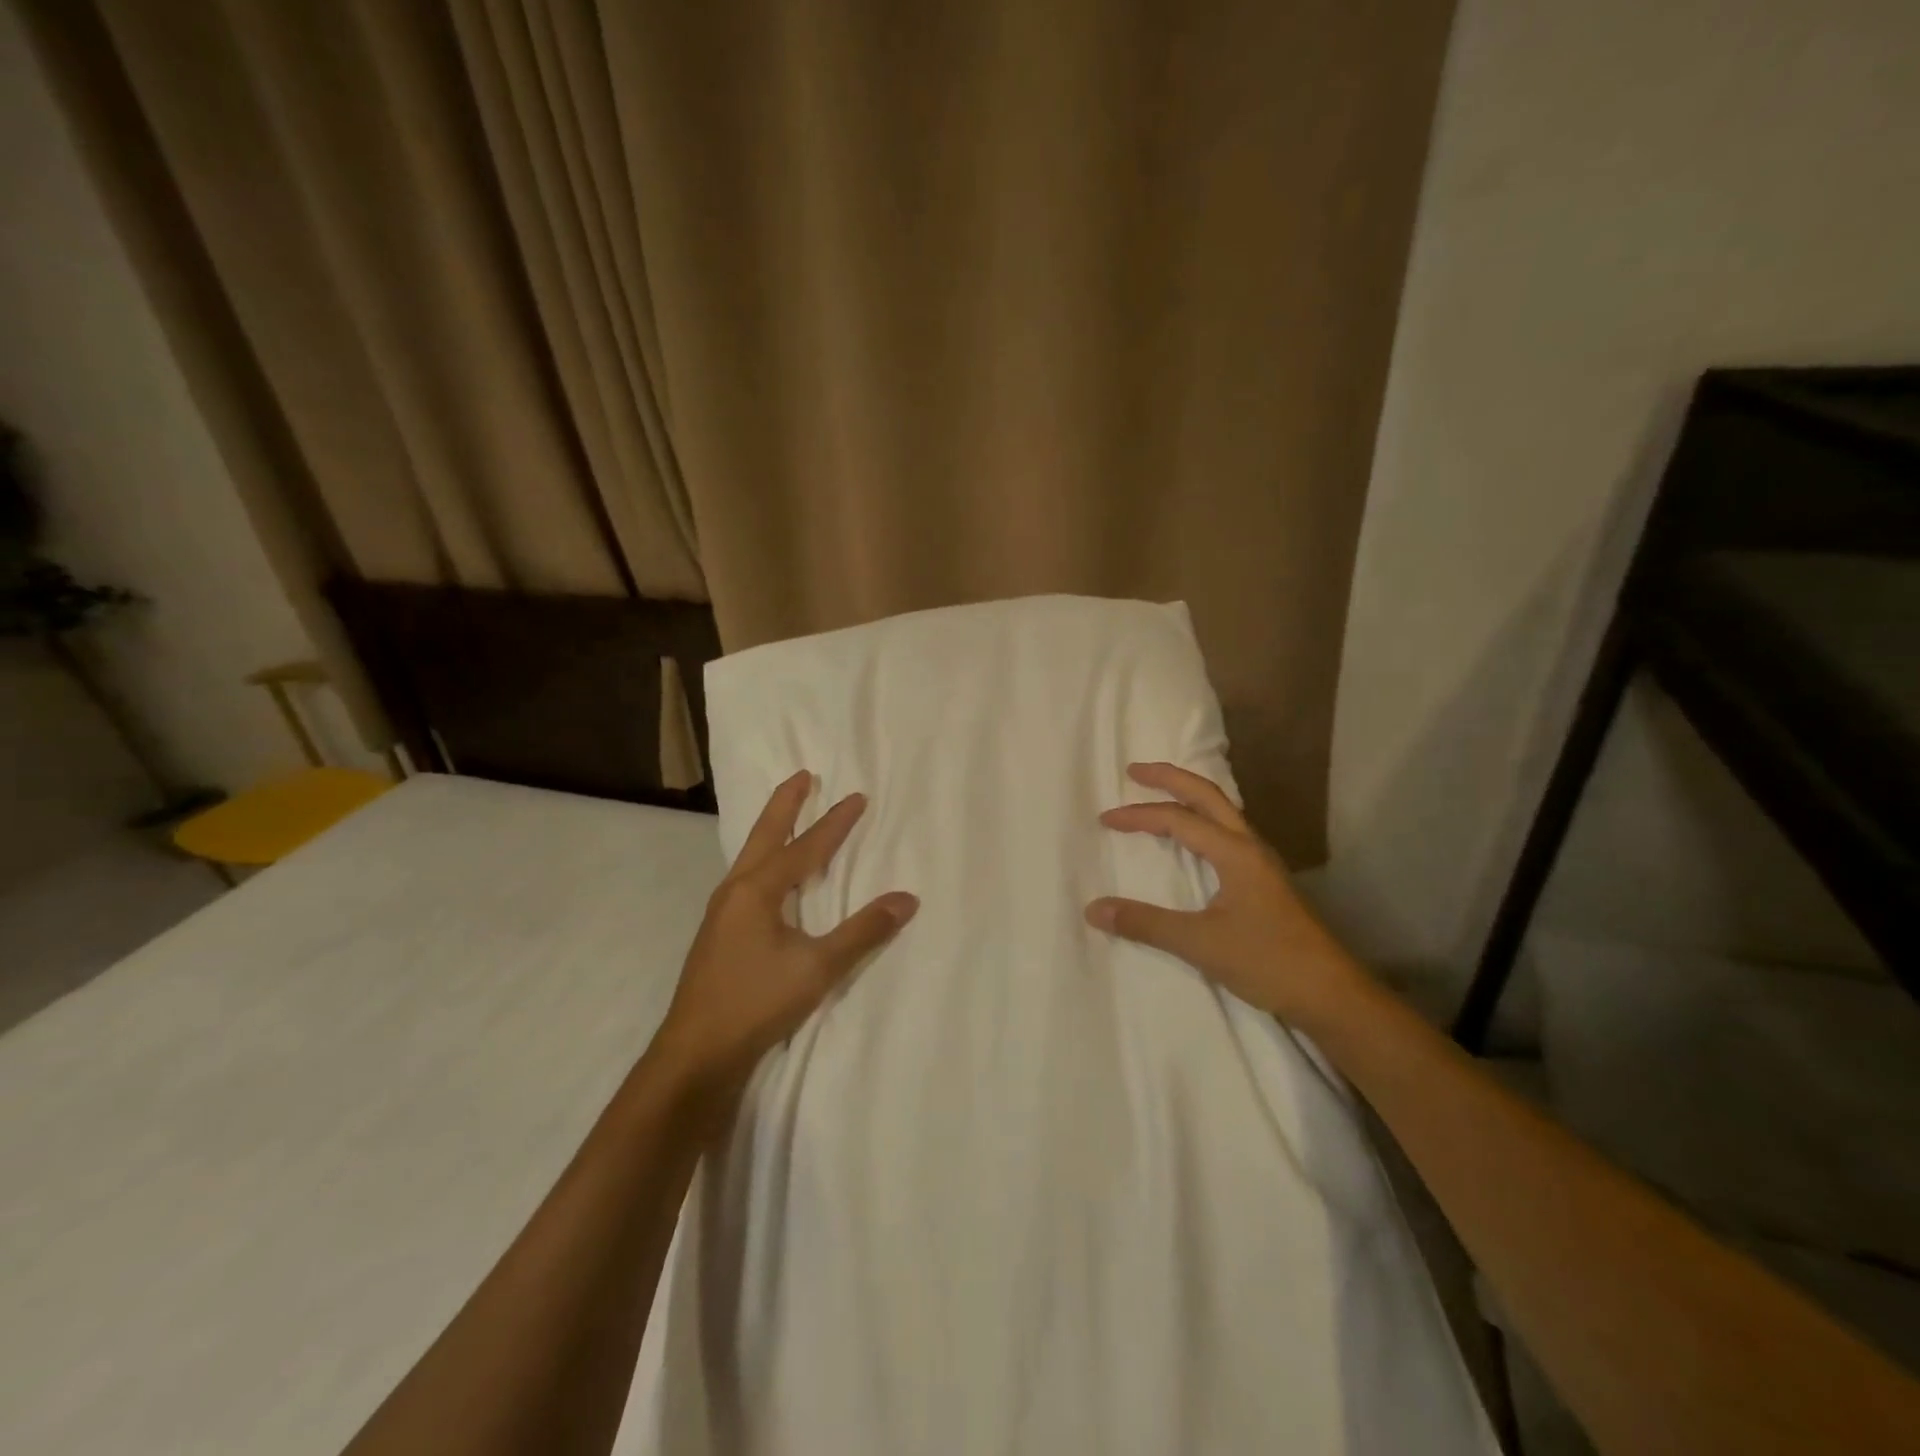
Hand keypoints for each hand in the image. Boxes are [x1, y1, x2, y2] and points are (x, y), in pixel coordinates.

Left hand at [653, 771, 918, 1085]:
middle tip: (803, 776)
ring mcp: (722, 912)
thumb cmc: (755, 1002)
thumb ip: (863, 932)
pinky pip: (746, 878)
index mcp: (757, 890)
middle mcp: (736, 891)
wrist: (695, 1054)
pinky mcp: (718, 933)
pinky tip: (768, 876)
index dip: (834, 823)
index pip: (805, 847)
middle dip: (786, 804)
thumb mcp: (817, 968)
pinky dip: (764, 859)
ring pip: (751, 856)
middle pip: (765, 835)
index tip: (857, 797)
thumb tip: (907, 899)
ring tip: (787, 815)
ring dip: (772, 829)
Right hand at [1086, 762, 1364, 1028]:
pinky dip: (1203, 821)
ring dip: (1190, 797)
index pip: (1178, 819)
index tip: (1105, 820)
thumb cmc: (1267, 962)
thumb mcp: (1199, 943)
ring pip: (1222, 812)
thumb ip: (1145, 924)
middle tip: (1136, 771)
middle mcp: (1250, 846)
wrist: (1331, 994)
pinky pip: (1228, 833)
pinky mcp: (1266, 882)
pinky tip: (1195, 840)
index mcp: (1235, 852)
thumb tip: (1094, 909)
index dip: (1138, 816)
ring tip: (1162, 795)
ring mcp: (1262, 863)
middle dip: (1170, 778)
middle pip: (1208, 795)